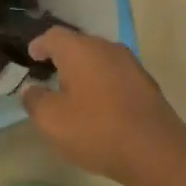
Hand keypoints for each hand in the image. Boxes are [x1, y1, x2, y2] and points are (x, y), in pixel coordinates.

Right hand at [20, 28, 185, 184]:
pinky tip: (100, 104)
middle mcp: (107, 48)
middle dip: (63, 57)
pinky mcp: (146, 83)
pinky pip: (116, 74)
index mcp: (79, 49)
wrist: (154, 149)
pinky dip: (103, 83)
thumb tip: (31, 90)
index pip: (53, 36)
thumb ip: (35, 100)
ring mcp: (130, 64)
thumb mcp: (51, 120)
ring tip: (74, 91)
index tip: (31, 56)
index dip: (39, 44)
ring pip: (100, 59)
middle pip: (79, 44)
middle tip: (50, 74)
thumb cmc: (95, 129)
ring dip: (85, 71)